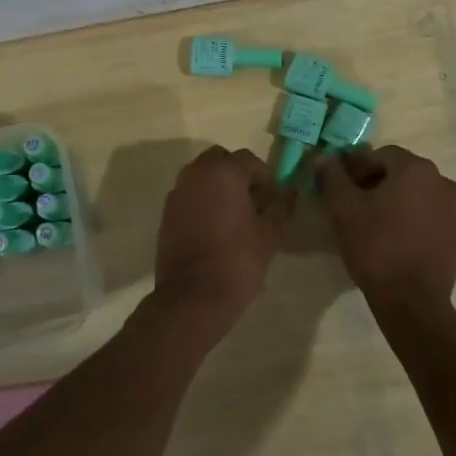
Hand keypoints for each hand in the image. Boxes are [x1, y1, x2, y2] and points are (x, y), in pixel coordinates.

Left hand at [152, 146, 287, 336]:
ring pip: (202, 177)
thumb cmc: (237, 260)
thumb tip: (288, 193)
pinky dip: (202, 202)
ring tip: (234, 218)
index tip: (273, 200)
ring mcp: (178, 192)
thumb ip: (281, 206)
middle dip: (238, 175)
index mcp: (223, 171)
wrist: (193, 296)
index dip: (265, 178)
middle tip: (253, 203)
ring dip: (218, 187)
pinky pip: (190, 195)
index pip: (249, 160)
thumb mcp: (270, 234)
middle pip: (221, 161)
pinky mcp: (167, 212)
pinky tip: (214, 229)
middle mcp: (196, 173)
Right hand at [317, 145, 455, 316]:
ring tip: (372, 224)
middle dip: (375, 183)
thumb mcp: (343, 208)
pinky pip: (428, 216)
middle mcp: (441, 182)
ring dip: (393, 201)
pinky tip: (393, 240)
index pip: (380, 155)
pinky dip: (410, 220)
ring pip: (415, 195)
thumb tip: (324, 158)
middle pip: (400, 173)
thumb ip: (333, 176)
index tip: (339, 187)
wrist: (412, 301)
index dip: (356, 167)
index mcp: (416, 169)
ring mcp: (453, 210)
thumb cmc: (376, 246)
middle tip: (352, 204)